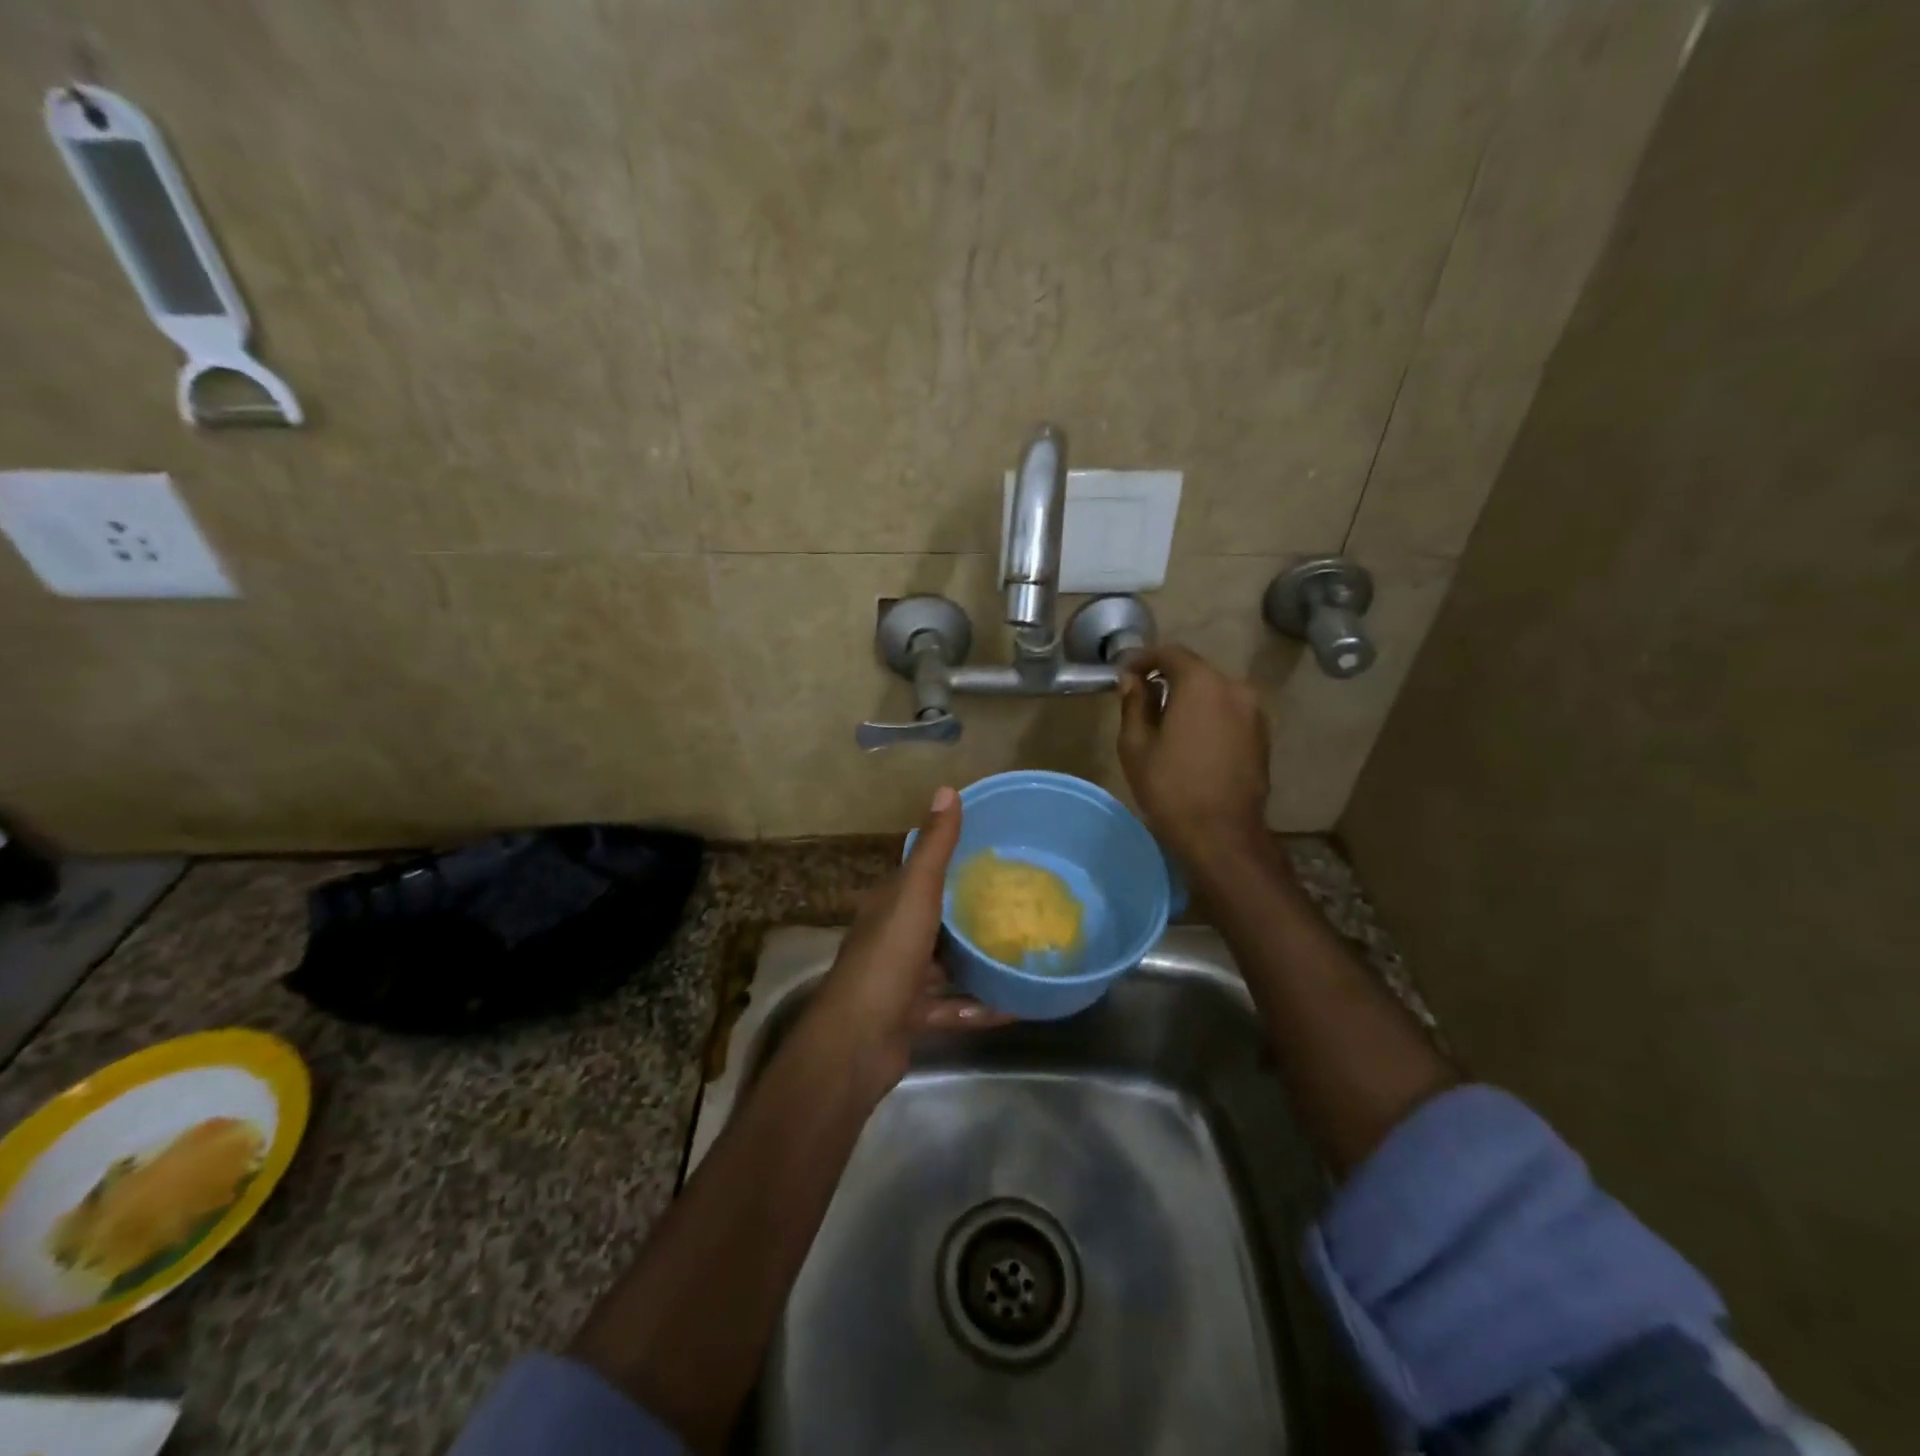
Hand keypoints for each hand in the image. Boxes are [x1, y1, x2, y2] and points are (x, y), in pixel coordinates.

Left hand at [811, 787, 1011, 1083]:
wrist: (858, 1041)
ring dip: (978, 963)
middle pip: (935, 921)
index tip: (991, 856)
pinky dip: (979, 1007)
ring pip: (945, 966)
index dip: (950, 863)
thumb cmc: (888, 958)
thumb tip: (948, 789)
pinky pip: (952, 1008)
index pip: (919, 875)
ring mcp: (899, 981)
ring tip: (1022, 953)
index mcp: (888, 905)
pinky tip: (1016, 1005)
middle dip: (970, 915)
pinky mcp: (910, 1017)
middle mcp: (891, 938)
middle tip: (1017, 905)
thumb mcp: (915, 894)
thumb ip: (934, 848)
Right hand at [1118, 646, 1270, 861]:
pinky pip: (1228, 713)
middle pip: (1195, 671)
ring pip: (1214, 693)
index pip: (1170, 654)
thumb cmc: (1170, 787)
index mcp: (1202, 684)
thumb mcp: (1136, 745)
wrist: (1222, 835)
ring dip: (1189, 699)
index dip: (1143, 659)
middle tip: (1141, 698)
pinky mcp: (1262, 737)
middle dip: (1167, 679)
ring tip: (1165, 722)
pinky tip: (1190, 741)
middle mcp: (1234, 688)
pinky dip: (1208, 716)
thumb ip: (1134, 704)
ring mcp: (1253, 713)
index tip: (1124, 673)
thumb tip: (1132, 681)